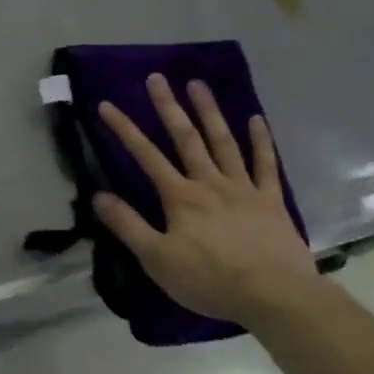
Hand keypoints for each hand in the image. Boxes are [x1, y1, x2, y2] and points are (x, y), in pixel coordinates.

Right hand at [93, 74, 319, 326]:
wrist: (275, 296)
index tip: (106, 104)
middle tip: (156, 77)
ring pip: (223, 141)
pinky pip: (266, 164)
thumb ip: (128, 226)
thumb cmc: (210, 280)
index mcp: (180, 197)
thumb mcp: (157, 259)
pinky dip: (261, 140)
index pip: (146, 155)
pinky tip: (256, 119)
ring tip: (197, 84)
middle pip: (185, 138)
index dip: (124, 129)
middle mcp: (209, 182)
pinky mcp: (271, 200)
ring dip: (209, 111)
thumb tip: (98, 196)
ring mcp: (243, 188)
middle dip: (168, 106)